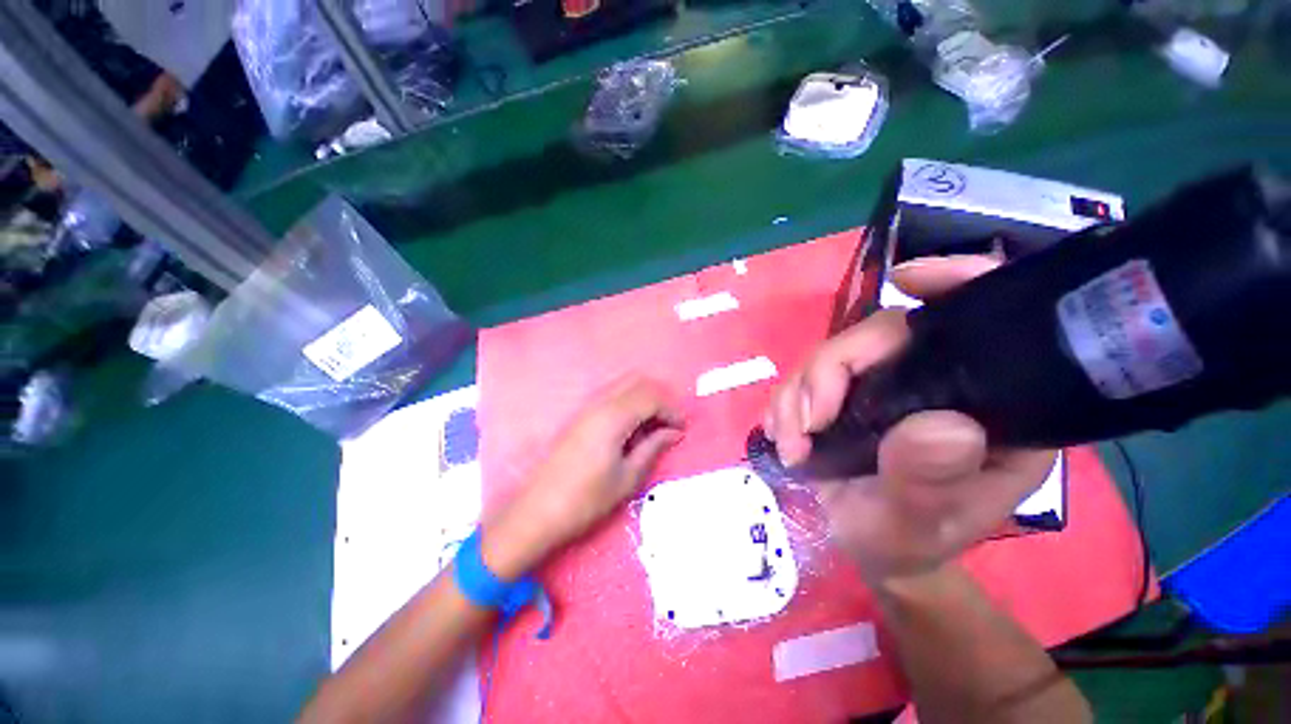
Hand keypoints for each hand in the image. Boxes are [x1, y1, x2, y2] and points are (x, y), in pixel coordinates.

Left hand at [483, 375, 683, 578]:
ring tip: (652, 430)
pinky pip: (610, 397)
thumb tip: (673, 432)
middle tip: (669, 425)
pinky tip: (630, 432)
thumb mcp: (627, 477)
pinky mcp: (579, 416)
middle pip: (638, 382)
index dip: (672, 410)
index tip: (682, 429)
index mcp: (613, 417)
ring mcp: (586, 407)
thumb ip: (653, 448)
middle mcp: (599, 403)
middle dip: (659, 399)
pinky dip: (628, 405)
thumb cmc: (586, 499)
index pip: (651, 397)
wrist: (537, 512)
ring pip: (623, 386)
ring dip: (643, 400)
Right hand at [765, 255, 1056, 582]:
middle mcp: (935, 380)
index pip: (983, 322)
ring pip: (831, 355)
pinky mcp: (841, 393)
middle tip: (805, 426)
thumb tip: (942, 425)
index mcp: (988, 403)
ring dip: (797, 395)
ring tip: (790, 445)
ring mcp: (881, 384)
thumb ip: (930, 482)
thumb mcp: (923, 525)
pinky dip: (784, 402)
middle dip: (828, 373)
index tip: (906, 280)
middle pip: (879, 335)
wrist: (868, 547)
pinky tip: (781, 433)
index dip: (954, 283)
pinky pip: (803, 378)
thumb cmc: (908, 541)